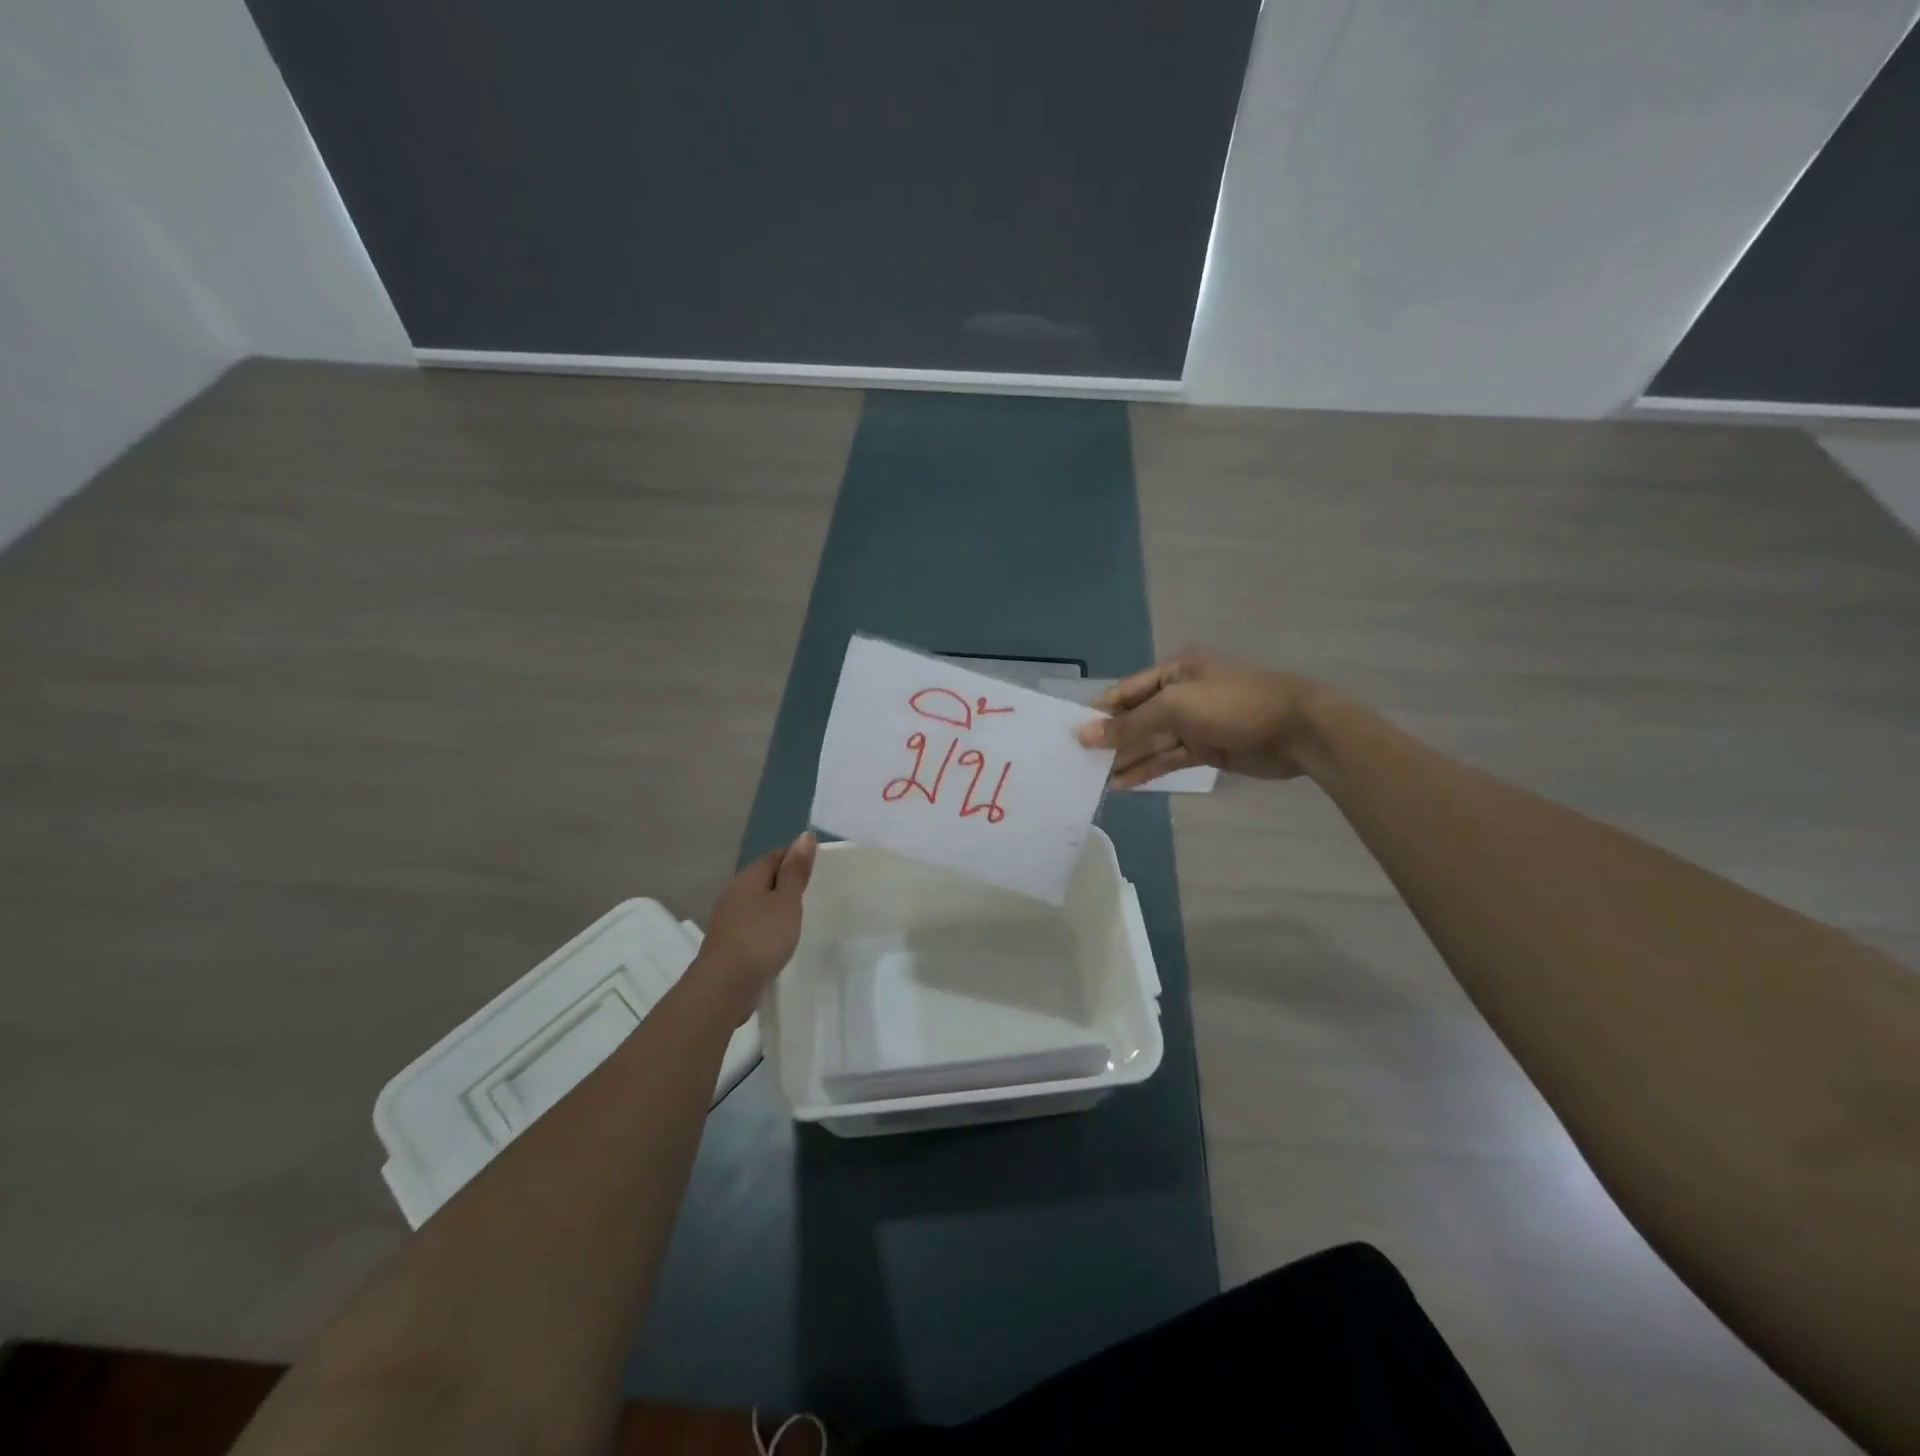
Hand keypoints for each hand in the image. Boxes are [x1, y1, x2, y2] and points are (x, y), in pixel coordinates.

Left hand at [689, 832, 816, 1023]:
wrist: (724, 988)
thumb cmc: (760, 938)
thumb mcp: (786, 902)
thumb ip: (795, 871)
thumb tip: (804, 835)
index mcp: (748, 879)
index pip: (775, 855)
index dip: (796, 856)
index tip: (820, 866)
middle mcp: (735, 894)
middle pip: (764, 878)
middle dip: (787, 880)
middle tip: (815, 889)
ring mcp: (729, 920)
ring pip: (758, 902)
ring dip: (778, 905)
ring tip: (802, 914)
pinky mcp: (730, 943)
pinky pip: (754, 924)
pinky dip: (769, 925)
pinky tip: (781, 937)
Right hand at [1074, 650, 1331, 787]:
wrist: (1298, 731)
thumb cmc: (1235, 705)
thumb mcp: (1177, 708)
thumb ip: (1130, 725)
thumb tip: (1084, 734)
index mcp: (1174, 671)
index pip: (1126, 691)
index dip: (1100, 712)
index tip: (1072, 734)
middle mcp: (1181, 694)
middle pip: (1137, 718)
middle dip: (1111, 739)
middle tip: (1078, 762)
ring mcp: (1194, 723)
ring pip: (1151, 742)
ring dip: (1126, 759)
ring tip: (1095, 780)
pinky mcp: (1206, 749)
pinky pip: (1168, 758)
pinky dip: (1147, 770)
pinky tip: (1122, 784)